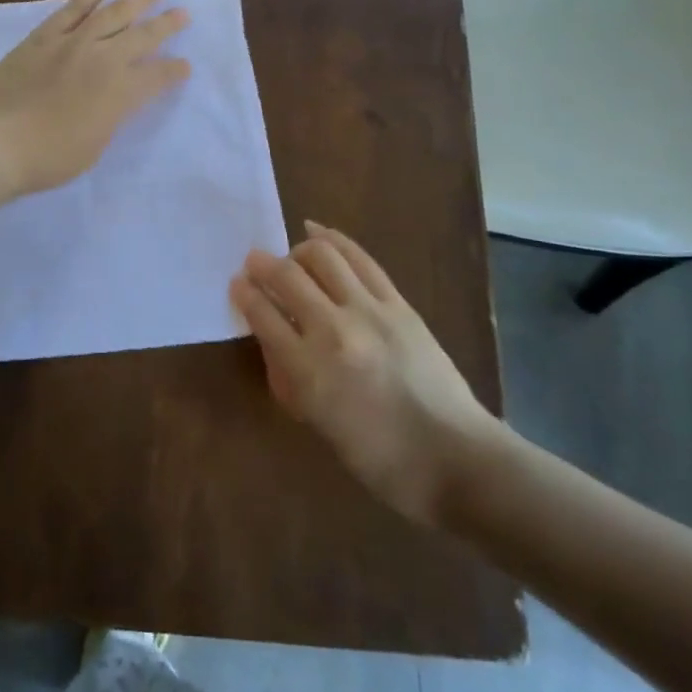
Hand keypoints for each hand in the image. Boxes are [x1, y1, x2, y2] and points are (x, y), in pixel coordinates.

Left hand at [0, 0, 191, 195]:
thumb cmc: (50, 157)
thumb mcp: (95, 145)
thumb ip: (110, 116)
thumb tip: (115, 98)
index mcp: (120, 93)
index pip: (157, 76)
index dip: (173, 72)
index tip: (185, 66)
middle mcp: (103, 60)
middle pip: (142, 37)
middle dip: (167, 25)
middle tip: (185, 13)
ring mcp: (72, 43)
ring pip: (113, 12)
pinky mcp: (44, 36)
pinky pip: (74, 7)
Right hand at [230, 223, 508, 526]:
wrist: (456, 458)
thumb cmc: (380, 457)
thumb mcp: (318, 423)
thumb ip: (289, 377)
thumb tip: (273, 339)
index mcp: (309, 370)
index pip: (263, 315)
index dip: (244, 294)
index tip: (236, 284)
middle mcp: (335, 330)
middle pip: (287, 277)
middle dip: (262, 265)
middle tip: (253, 263)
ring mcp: (370, 311)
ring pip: (323, 256)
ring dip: (298, 250)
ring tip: (291, 257)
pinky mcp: (399, 304)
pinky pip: (360, 259)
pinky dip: (334, 240)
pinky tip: (318, 233)